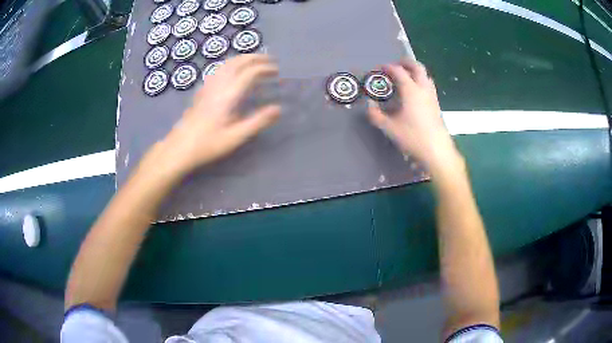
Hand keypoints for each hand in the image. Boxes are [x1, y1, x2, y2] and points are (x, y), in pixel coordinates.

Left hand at [143, 54, 280, 179]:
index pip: (249, 73)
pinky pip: (217, 70)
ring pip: (226, 64)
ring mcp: (207, 87)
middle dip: (254, 58)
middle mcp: (218, 86)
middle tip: (268, 60)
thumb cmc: (208, 144)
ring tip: (253, 61)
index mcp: (228, 95)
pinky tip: (230, 71)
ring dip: (242, 58)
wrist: (179, 148)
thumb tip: (278, 109)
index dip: (264, 68)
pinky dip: (229, 64)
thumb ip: (257, 121)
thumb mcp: (236, 137)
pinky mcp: (201, 91)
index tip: (276, 71)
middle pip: (237, 62)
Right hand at [368, 60, 459, 171]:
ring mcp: (432, 96)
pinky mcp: (437, 105)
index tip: (379, 69)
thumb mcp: (389, 128)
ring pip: (425, 75)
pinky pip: (428, 86)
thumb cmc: (413, 137)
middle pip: (417, 67)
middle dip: (406, 62)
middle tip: (396, 65)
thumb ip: (376, 115)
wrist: (437, 151)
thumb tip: (369, 104)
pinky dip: (421, 81)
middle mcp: (423, 89)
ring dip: (415, 71)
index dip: (388, 67)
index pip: (398, 71)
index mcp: (411, 90)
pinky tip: (415, 93)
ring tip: (406, 77)